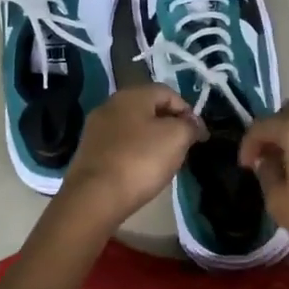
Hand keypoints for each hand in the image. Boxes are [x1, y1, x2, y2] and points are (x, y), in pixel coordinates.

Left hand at [55, 86, 203, 228]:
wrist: (95, 196)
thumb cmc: (140, 160)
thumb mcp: (177, 138)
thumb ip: (190, 126)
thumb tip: (193, 124)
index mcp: (132, 94)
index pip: (168, 93)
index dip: (188, 111)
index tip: (199, 136)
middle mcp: (110, 104)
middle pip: (149, 108)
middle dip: (169, 125)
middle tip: (183, 147)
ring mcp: (96, 128)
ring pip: (133, 127)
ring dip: (152, 139)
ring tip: (164, 161)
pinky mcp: (88, 150)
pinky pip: (119, 144)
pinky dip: (134, 152)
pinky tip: (140, 170)